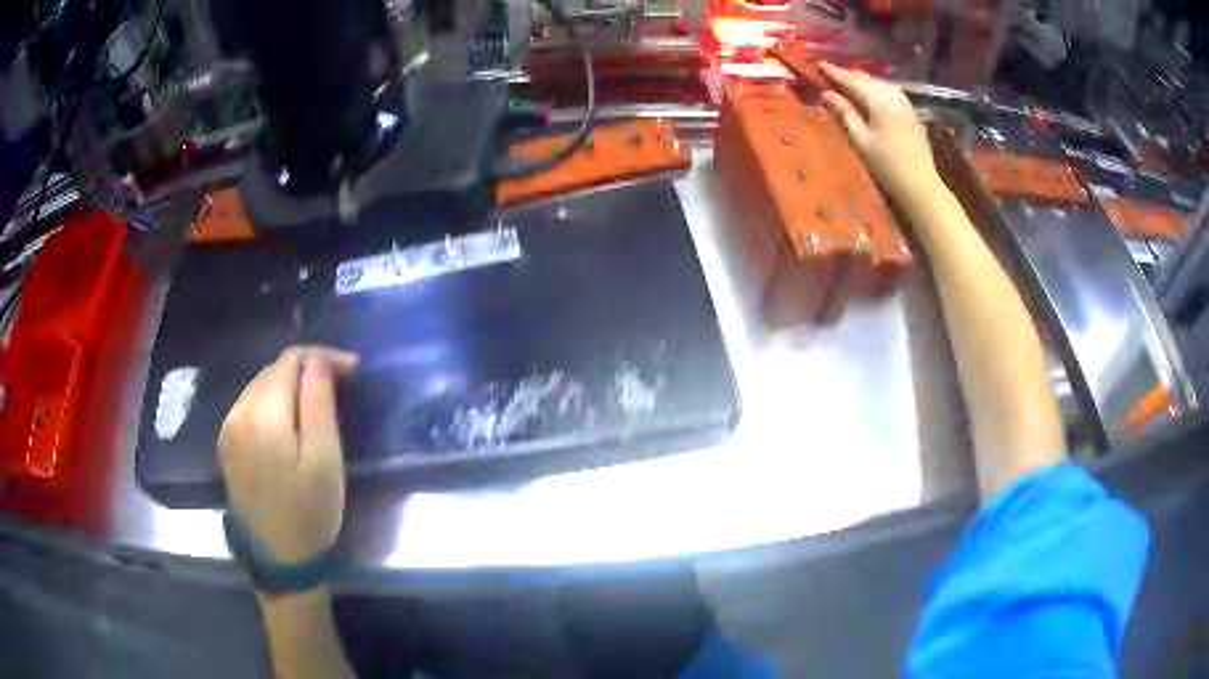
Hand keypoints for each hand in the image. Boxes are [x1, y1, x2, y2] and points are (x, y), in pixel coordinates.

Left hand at [218, 347, 357, 565]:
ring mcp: (228, 428)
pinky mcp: (226, 443)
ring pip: (260, 385)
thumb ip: (319, 402)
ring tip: (317, 400)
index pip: (291, 360)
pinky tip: (289, 420)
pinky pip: (250, 404)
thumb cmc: (310, 513)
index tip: (352, 370)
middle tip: (340, 385)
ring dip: (289, 384)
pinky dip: (273, 402)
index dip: (323, 356)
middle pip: (273, 369)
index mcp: (263, 415)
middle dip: (306, 368)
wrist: (280, 560)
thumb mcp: (325, 460)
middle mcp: (238, 412)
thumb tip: (318, 360)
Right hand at [818, 62, 940, 204]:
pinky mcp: (911, 113)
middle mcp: (892, 95)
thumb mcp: (861, 140)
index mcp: (878, 99)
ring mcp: (905, 103)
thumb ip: (844, 113)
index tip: (818, 65)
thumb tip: (827, 94)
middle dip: (849, 76)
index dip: (834, 72)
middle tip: (831, 76)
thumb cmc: (887, 165)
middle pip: (867, 79)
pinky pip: (890, 93)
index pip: (851, 80)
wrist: (921, 185)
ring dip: (863, 82)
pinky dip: (877, 90)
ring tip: (849, 85)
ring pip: (879, 84)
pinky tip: (871, 97)